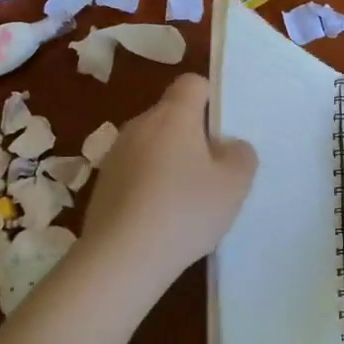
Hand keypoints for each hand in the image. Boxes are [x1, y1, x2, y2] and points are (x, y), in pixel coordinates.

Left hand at [78, 73, 257, 288]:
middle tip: (214, 171)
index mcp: (172, 116)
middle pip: (172, 116)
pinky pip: (136, 173)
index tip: (224, 130)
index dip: (211, 98)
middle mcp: (139, 126)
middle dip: (194, 136)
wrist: (120, 259)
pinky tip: (162, 219)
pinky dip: (150, 186)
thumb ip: (241, 155)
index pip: (192, 84)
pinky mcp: (102, 185)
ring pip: (153, 146)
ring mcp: (115, 156)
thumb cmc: (184, 211)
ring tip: (188, 201)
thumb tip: (229, 146)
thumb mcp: (234, 184)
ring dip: (170, 163)